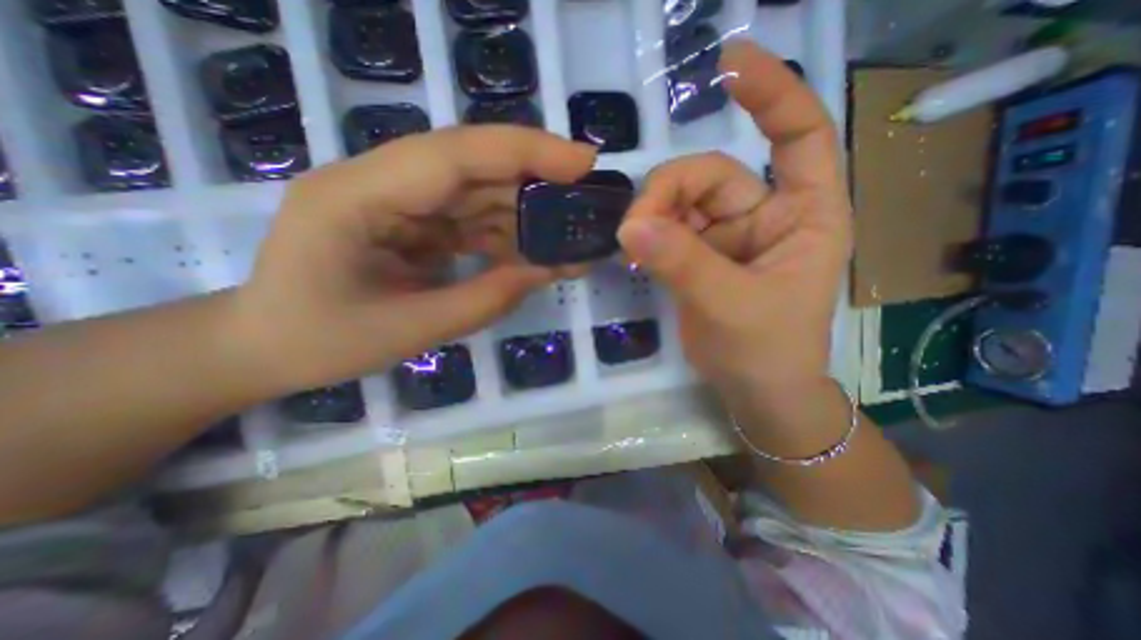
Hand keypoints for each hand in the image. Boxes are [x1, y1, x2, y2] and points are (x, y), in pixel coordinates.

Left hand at [229, 126, 591, 388]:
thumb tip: (546, 271)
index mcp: (357, 196)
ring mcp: (397, 201)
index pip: (454, 154)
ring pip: (477, 192)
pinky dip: (506, 235)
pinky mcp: (412, 221)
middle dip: (536, 178)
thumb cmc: (320, 342)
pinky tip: (534, 254)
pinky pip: (470, 219)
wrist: (267, 346)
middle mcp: (378, 183)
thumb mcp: (409, 331)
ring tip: (568, 238)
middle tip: (587, 198)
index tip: (582, 162)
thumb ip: (484, 299)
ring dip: (526, 214)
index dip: (524, 151)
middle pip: (472, 164)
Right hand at [615, 42, 844, 397]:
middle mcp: (764, 216)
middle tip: (635, 227)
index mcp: (803, 215)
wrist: (753, 390)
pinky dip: (647, 235)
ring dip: (652, 216)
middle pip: (710, 175)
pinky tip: (634, 251)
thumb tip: (630, 225)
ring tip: (632, 245)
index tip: (728, 67)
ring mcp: (725, 236)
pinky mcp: (697, 256)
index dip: (771, 94)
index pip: (799, 135)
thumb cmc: (766, 350)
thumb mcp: (730, 304)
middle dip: (669, 193)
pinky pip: (666, 230)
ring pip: (680, 202)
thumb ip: (682, 263)